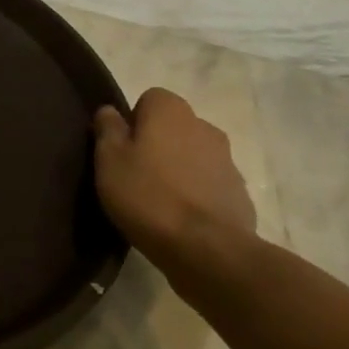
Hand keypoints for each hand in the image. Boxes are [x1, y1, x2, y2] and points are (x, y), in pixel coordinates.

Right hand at [93, 88, 256, 281]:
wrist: (207, 249)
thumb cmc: (148, 195)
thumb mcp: (109, 159)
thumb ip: (108, 128)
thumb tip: (110, 111)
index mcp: (171, 111)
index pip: (149, 99)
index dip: (133, 122)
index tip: (121, 151)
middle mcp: (204, 126)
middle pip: (173, 127)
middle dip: (157, 144)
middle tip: (135, 175)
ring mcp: (227, 161)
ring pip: (193, 155)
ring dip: (178, 169)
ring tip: (158, 201)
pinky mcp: (240, 193)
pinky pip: (210, 184)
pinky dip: (196, 194)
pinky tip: (181, 220)